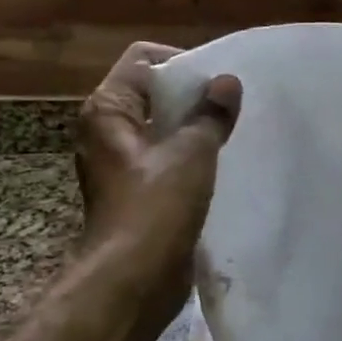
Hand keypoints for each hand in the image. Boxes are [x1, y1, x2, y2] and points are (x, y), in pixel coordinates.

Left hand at [74, 43, 240, 338]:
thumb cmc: (156, 206)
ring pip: (163, 129)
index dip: (182, 62)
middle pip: (154, 94)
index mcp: (108, 111)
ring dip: (195, 128)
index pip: (143, 60)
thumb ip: (211, 114)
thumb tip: (227, 83)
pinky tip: (222, 162)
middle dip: (193, 96)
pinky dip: (192, 156)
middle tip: (233, 104)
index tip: (218, 79)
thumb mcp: (191, 152)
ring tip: (232, 131)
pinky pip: (168, 158)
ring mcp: (122, 164)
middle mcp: (108, 131)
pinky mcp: (138, 192)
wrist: (134, 279)